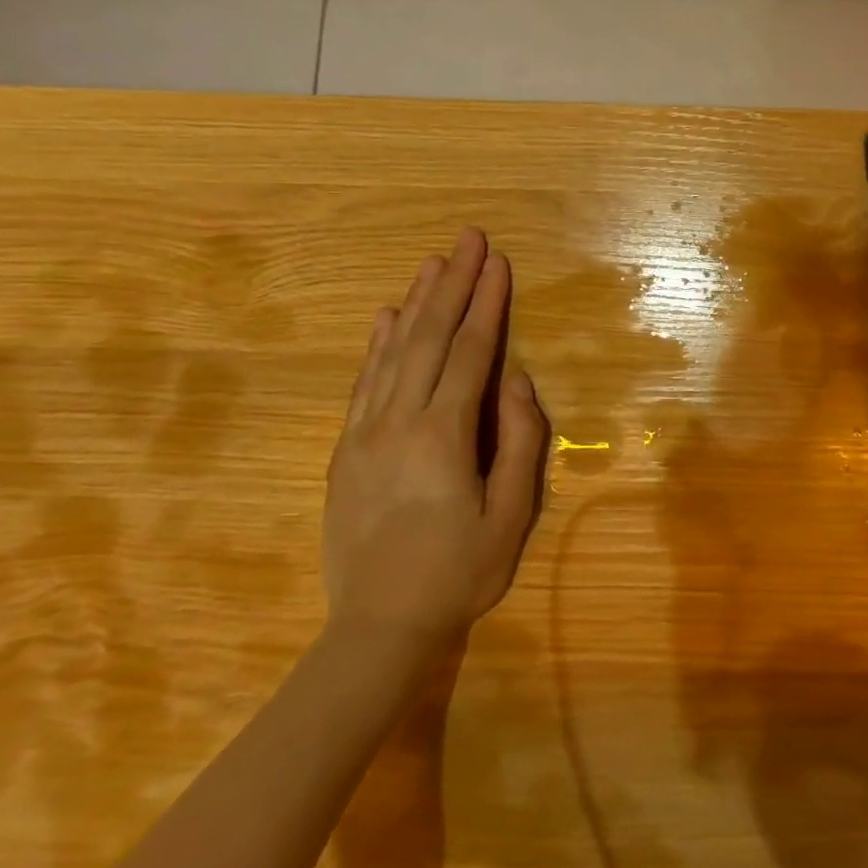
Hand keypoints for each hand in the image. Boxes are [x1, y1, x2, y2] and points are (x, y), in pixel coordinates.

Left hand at [324, 228, 547, 664]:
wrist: (378, 627)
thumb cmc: (459, 573)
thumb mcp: (511, 515)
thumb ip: (520, 441)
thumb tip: (516, 380)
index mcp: (443, 435)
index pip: (469, 352)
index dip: (486, 304)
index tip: (498, 263)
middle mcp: (398, 421)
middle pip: (428, 337)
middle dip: (453, 284)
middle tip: (469, 239)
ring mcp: (365, 432)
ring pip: (393, 351)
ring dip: (416, 302)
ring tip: (434, 263)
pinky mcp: (347, 448)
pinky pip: (364, 381)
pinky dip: (378, 343)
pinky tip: (388, 317)